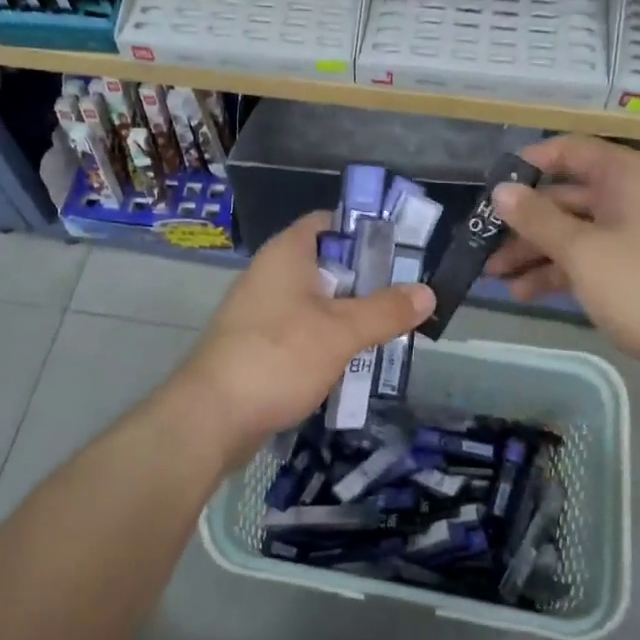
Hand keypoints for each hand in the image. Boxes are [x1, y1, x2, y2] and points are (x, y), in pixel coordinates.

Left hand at [176, 212, 434, 463]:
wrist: (211, 417)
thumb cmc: (278, 357)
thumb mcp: (341, 332)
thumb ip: (385, 310)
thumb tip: (428, 292)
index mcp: (287, 253)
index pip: (329, 222)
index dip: (365, 230)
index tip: (401, 250)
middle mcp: (271, 273)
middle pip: (327, 264)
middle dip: (366, 280)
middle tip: (405, 296)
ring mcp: (261, 310)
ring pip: (316, 302)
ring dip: (349, 315)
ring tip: (390, 330)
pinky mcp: (258, 344)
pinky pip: (302, 331)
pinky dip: (327, 340)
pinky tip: (354, 362)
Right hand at [486, 136, 639, 397]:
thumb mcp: (583, 251)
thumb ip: (537, 219)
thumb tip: (500, 190)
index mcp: (623, 177)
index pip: (567, 151)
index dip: (527, 164)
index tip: (490, 187)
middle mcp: (626, 198)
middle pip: (563, 196)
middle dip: (521, 220)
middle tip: (481, 241)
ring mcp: (630, 236)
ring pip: (570, 232)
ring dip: (532, 251)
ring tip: (493, 275)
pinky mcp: (631, 272)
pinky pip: (584, 260)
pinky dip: (555, 273)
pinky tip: (523, 293)